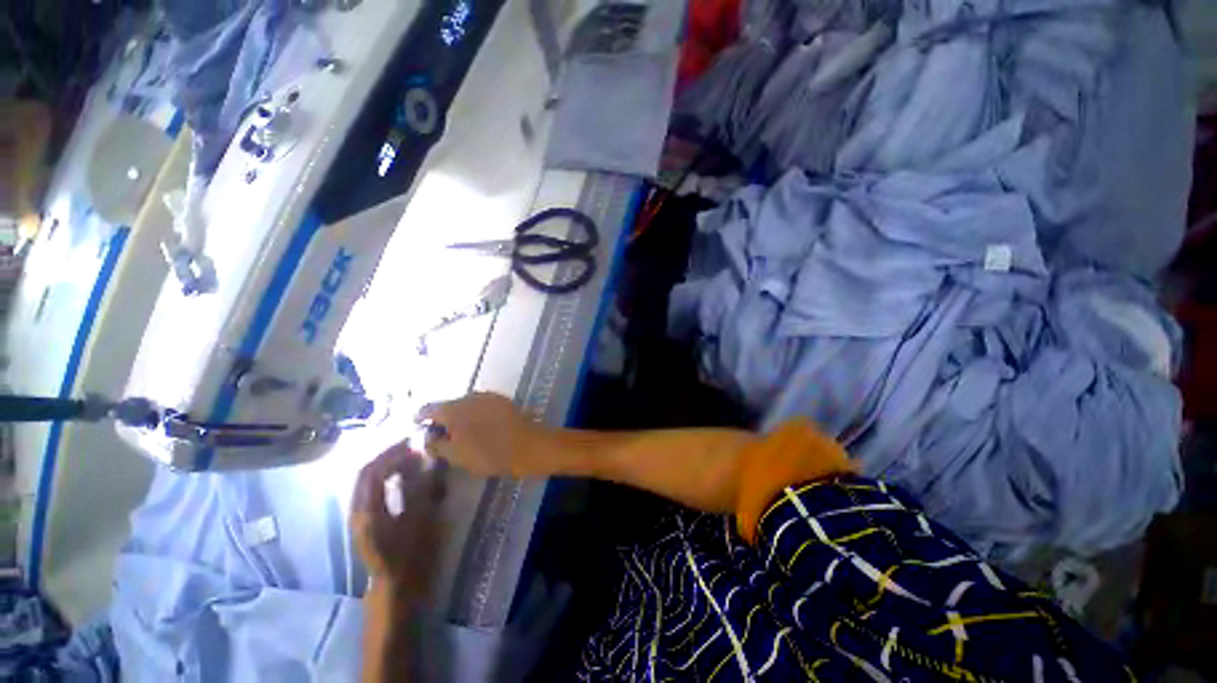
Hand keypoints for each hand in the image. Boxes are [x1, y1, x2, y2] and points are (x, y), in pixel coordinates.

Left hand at [351, 444, 446, 595]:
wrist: (394, 589)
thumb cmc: (408, 556)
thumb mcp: (418, 521)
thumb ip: (420, 490)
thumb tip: (428, 463)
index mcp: (367, 512)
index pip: (372, 472)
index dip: (391, 453)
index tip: (413, 444)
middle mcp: (358, 512)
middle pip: (366, 474)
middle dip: (387, 457)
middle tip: (412, 447)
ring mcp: (360, 517)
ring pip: (368, 482)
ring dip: (387, 466)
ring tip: (410, 459)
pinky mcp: (367, 522)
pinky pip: (373, 491)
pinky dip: (387, 478)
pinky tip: (404, 478)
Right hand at [416, 392, 554, 477]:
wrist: (529, 445)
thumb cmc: (489, 454)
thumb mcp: (456, 456)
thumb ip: (437, 444)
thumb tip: (427, 437)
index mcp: (454, 408)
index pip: (428, 409)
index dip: (421, 419)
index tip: (418, 430)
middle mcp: (470, 396)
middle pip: (449, 405)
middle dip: (443, 419)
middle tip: (441, 436)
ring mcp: (488, 396)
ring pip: (466, 405)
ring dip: (461, 416)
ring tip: (462, 434)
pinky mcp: (503, 400)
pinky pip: (482, 406)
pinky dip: (477, 415)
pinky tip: (481, 428)